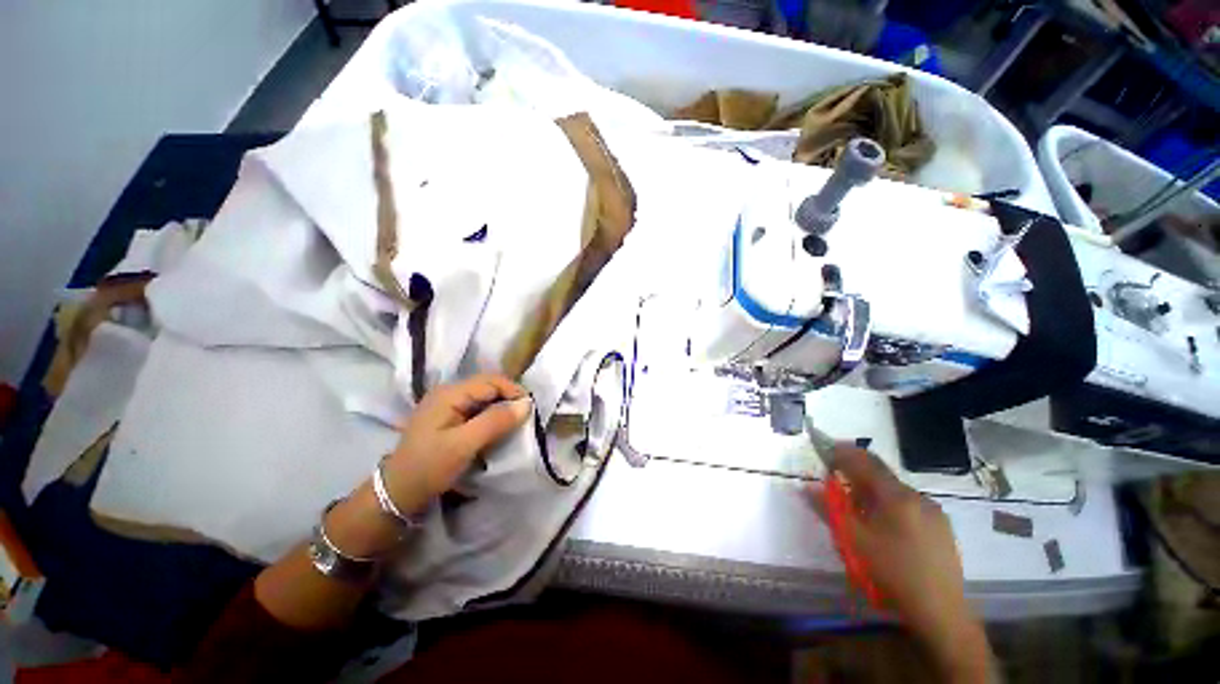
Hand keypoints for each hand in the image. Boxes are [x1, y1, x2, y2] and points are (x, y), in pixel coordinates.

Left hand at [384, 374, 532, 512]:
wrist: (397, 493)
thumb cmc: (429, 467)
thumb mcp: (464, 445)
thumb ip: (495, 421)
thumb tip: (526, 404)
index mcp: (450, 394)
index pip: (491, 381)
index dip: (513, 391)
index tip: (530, 410)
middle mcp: (449, 393)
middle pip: (488, 386)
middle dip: (509, 399)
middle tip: (525, 418)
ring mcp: (447, 405)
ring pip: (484, 398)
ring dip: (501, 408)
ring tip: (515, 424)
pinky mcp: (449, 418)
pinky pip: (477, 409)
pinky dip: (491, 416)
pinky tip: (497, 429)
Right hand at [807, 447, 990, 681]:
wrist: (940, 610)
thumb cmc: (892, 571)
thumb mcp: (853, 540)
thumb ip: (829, 509)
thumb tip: (807, 486)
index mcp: (896, 496)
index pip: (865, 461)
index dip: (842, 452)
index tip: (824, 447)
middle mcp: (917, 496)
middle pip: (881, 473)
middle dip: (856, 470)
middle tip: (835, 476)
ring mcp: (933, 511)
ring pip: (894, 489)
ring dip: (872, 488)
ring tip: (856, 505)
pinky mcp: (940, 527)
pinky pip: (908, 504)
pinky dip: (888, 503)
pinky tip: (883, 524)